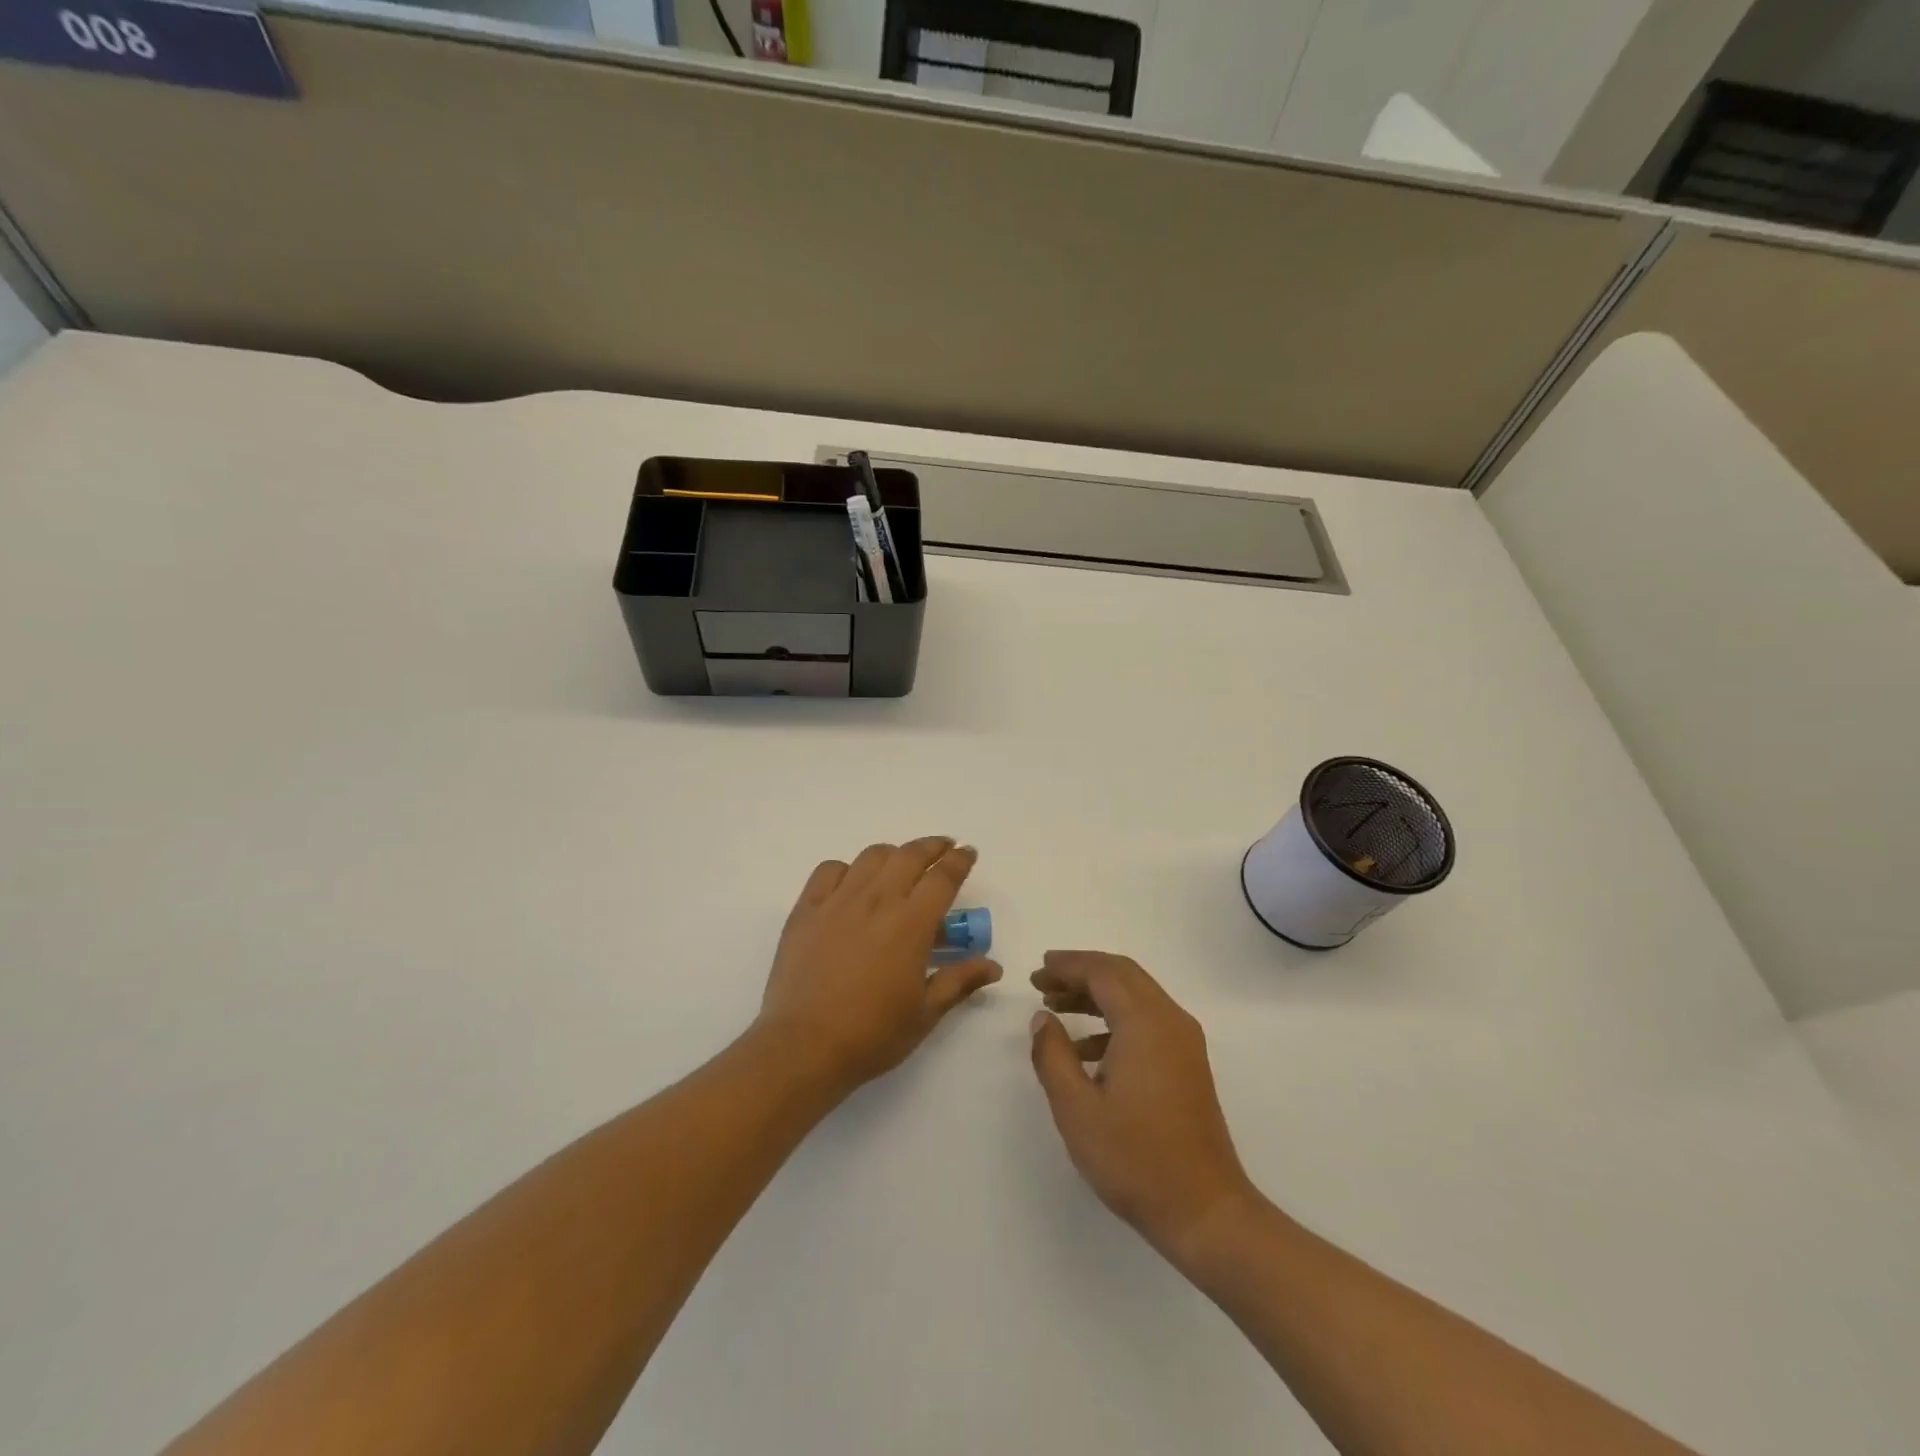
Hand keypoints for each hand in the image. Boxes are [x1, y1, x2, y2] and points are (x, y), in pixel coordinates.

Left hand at [757, 838, 1001, 1094]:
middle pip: (909, 855)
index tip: (967, 852)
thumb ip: (959, 981)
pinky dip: (847, 868)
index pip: (943, 877)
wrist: (804, 1046)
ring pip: (871, 856)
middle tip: (943, 848)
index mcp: (911, 923)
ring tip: (900, 865)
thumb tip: (993, 966)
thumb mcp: (925, 1013)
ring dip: (893, 854)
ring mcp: (838, 901)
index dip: (959, 860)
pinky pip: (829, 870)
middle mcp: (877, 900)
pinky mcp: (806, 909)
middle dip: (932, 846)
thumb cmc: (872, 1034)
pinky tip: (852, 884)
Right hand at [1029, 951, 1255, 1261]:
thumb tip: (1043, 1019)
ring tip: (1056, 1007)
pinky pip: (1147, 1021)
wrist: (1206, 1212)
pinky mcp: (1188, 1064)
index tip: (1036, 973)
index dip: (1067, 966)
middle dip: (1081, 972)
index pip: (1102, 972)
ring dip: (1096, 994)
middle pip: (1122, 975)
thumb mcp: (1077, 1109)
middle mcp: (1170, 1020)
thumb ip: (1053, 1056)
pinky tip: (1085, 1050)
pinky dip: (1114, 1020)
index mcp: (1145, 1023)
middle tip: (1043, 981)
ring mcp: (1184, 1042)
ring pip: (1135, 996)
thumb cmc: (1135, 1159)